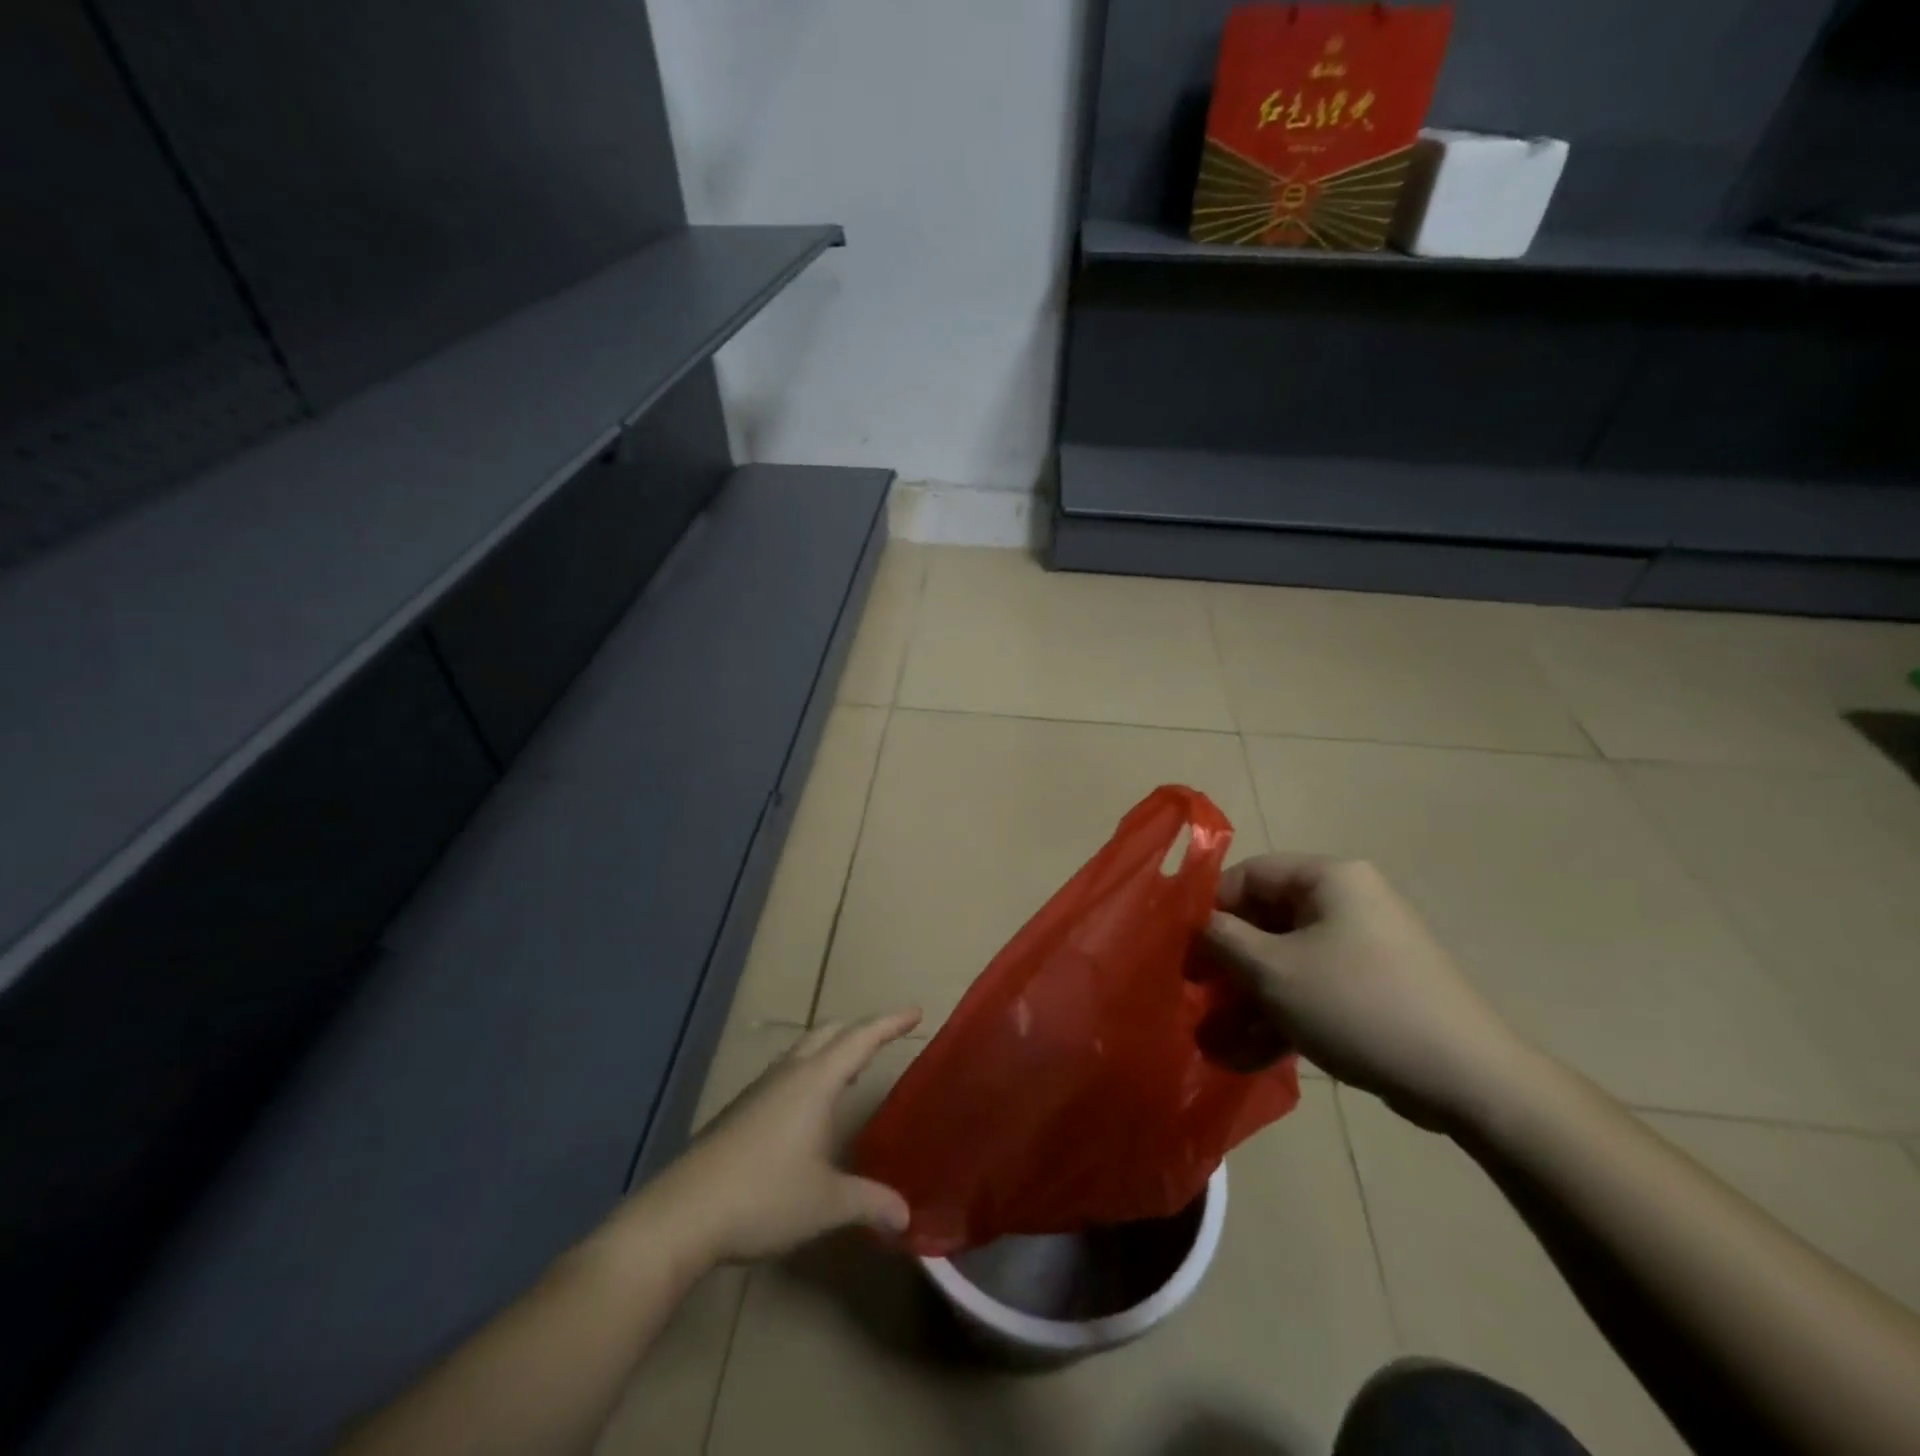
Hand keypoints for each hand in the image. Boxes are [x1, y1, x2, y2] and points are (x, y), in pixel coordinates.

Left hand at [633, 1010, 920, 1264]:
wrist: (683, 1214)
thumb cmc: (763, 1197)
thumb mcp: (825, 1204)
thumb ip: (869, 1203)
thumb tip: (906, 1217)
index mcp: (815, 1082)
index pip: (861, 1039)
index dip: (890, 1024)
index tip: (916, 1012)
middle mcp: (789, 1074)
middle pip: (830, 1032)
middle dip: (861, 1029)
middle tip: (887, 1037)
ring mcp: (760, 1089)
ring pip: (804, 1049)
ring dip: (832, 1048)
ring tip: (853, 1068)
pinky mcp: (741, 1109)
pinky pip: (786, 1070)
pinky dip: (810, 1070)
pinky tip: (809, 1107)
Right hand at [1203, 854, 1530, 1131]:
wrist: (1468, 1080)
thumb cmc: (1357, 1005)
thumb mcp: (1273, 970)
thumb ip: (1223, 940)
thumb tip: (1198, 927)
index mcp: (1329, 879)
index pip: (1249, 875)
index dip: (1209, 909)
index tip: (1183, 950)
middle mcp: (1348, 902)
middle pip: (1266, 920)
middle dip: (1227, 963)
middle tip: (1195, 995)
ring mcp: (1364, 948)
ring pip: (1287, 961)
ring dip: (1247, 998)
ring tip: (1212, 1038)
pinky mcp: (1375, 989)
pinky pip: (1314, 989)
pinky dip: (1281, 1015)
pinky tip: (1245, 1055)